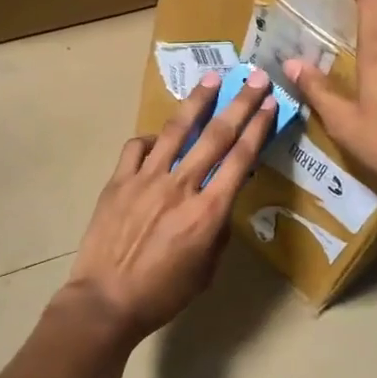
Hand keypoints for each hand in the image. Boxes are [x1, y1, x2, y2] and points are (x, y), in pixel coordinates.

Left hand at [63, 68, 276, 340]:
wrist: (106, 300)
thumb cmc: (162, 294)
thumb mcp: (207, 270)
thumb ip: (217, 230)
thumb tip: (217, 202)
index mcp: (208, 212)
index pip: (240, 159)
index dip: (258, 128)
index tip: (270, 104)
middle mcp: (181, 186)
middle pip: (216, 135)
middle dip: (240, 103)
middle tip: (255, 77)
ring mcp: (146, 179)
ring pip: (177, 130)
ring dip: (198, 101)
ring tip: (212, 78)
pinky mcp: (119, 180)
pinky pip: (137, 147)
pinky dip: (152, 137)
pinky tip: (159, 137)